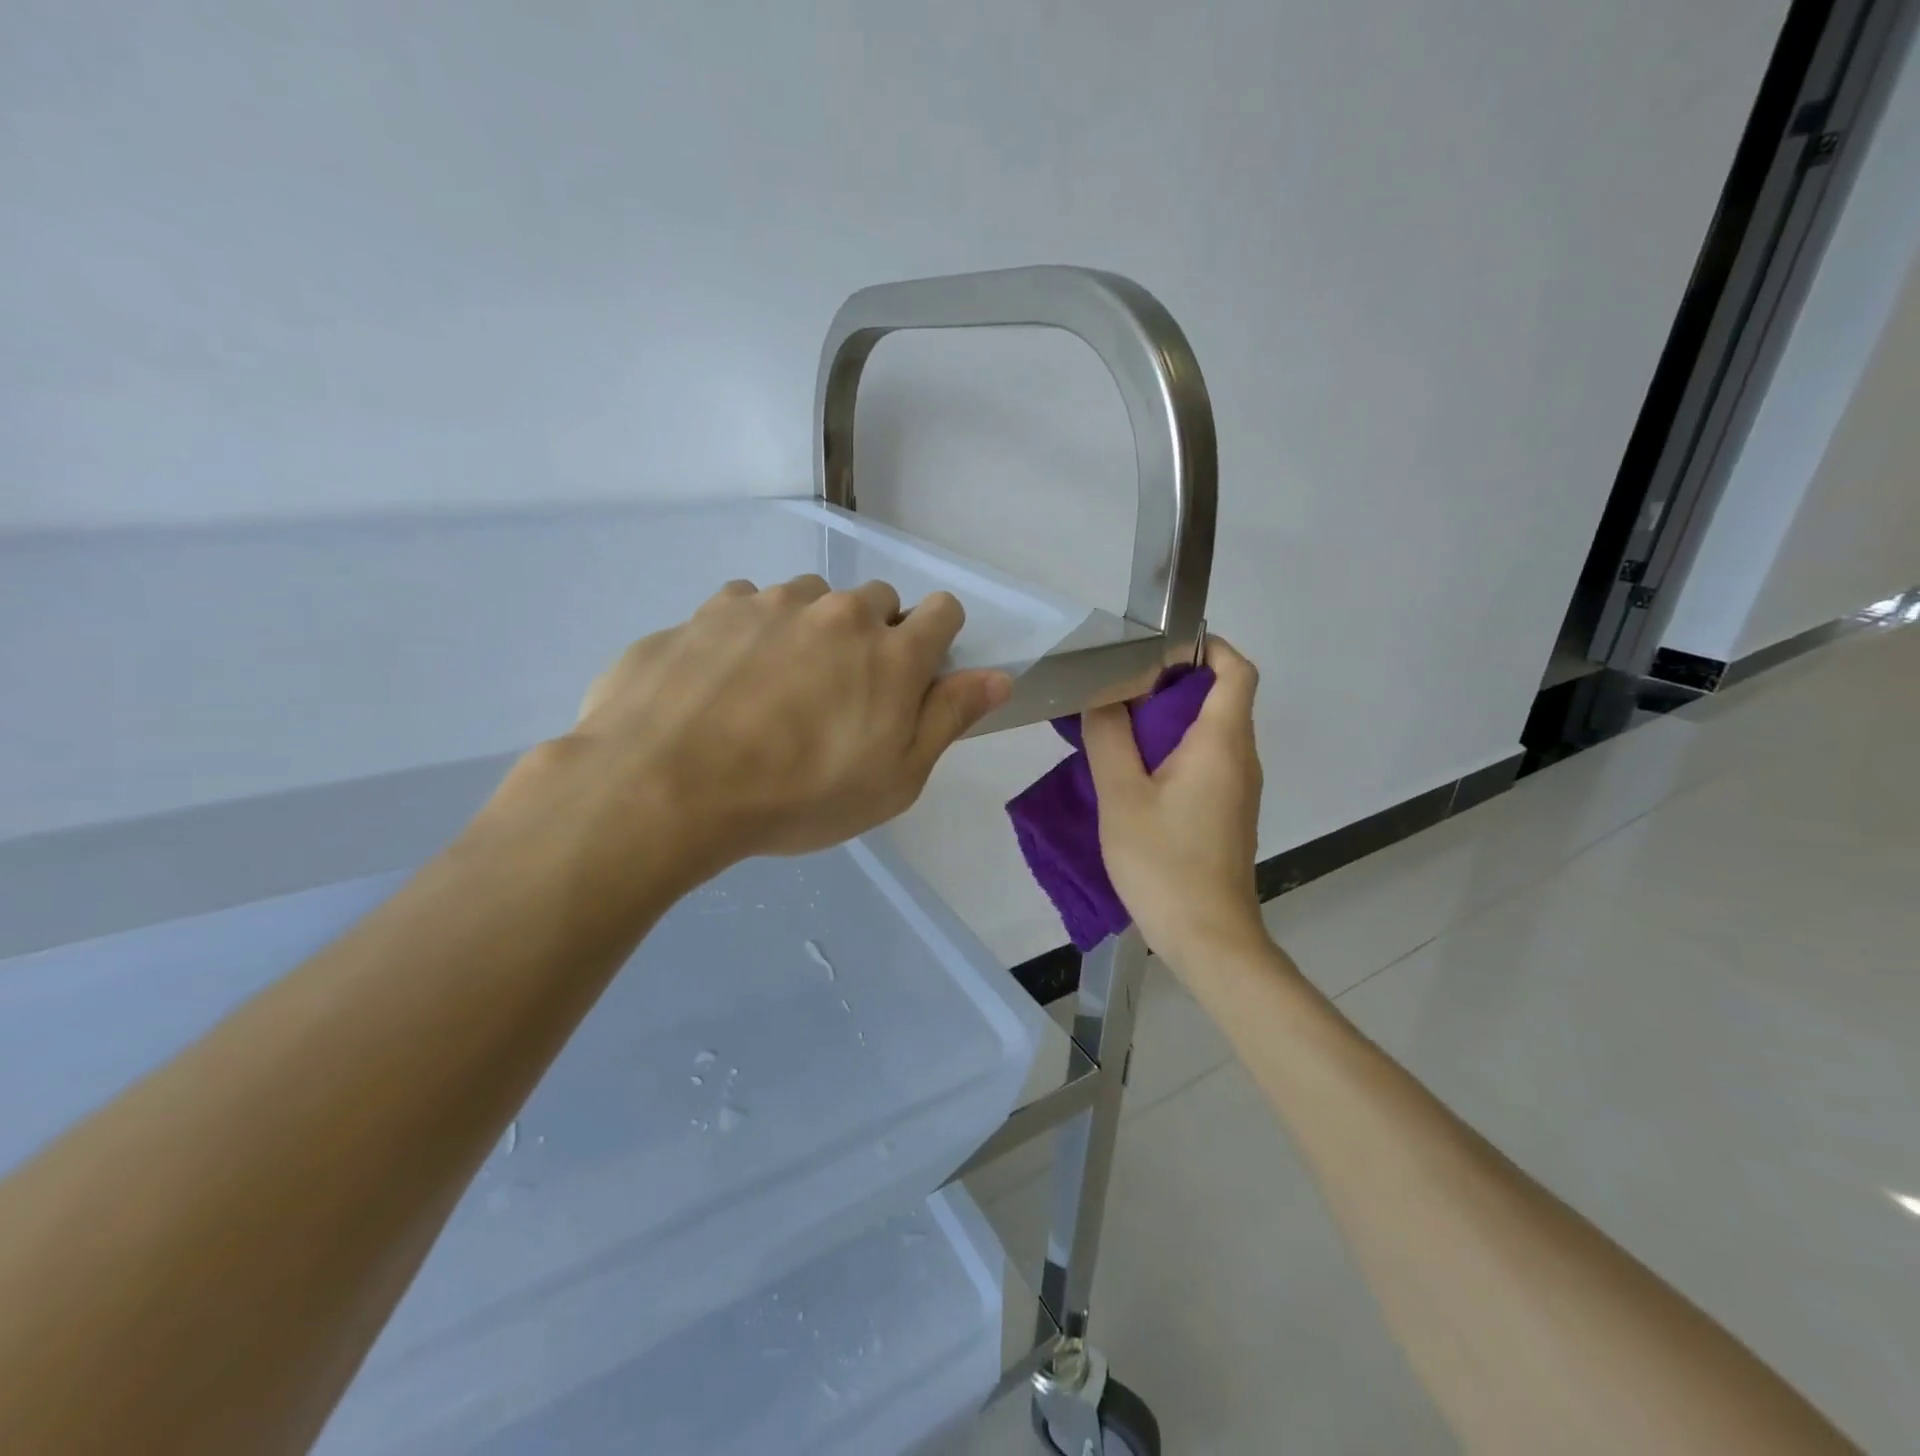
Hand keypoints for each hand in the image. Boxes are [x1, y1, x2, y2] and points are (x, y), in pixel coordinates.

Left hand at [490, 575, 1010, 894]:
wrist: (666, 786)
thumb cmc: (798, 796)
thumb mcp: (894, 779)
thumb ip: (949, 718)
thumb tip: (998, 676)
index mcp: (892, 652)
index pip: (943, 611)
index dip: (938, 639)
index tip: (916, 676)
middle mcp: (837, 612)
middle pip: (877, 600)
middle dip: (874, 636)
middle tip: (842, 695)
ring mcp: (770, 602)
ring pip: (811, 598)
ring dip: (811, 629)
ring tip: (778, 687)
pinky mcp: (711, 609)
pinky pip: (748, 604)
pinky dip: (752, 631)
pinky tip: (725, 679)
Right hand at [1084, 637, 1265, 969]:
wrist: (1208, 937)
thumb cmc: (1164, 863)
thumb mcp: (1121, 796)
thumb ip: (1109, 738)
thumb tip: (1104, 697)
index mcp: (1222, 743)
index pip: (1236, 671)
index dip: (1207, 648)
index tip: (1161, 650)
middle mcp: (1241, 758)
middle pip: (1221, 698)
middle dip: (1174, 684)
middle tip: (1121, 692)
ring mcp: (1239, 789)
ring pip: (1212, 732)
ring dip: (1171, 720)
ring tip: (1119, 730)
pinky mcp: (1229, 813)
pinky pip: (1208, 762)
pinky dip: (1176, 751)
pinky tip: (1136, 774)